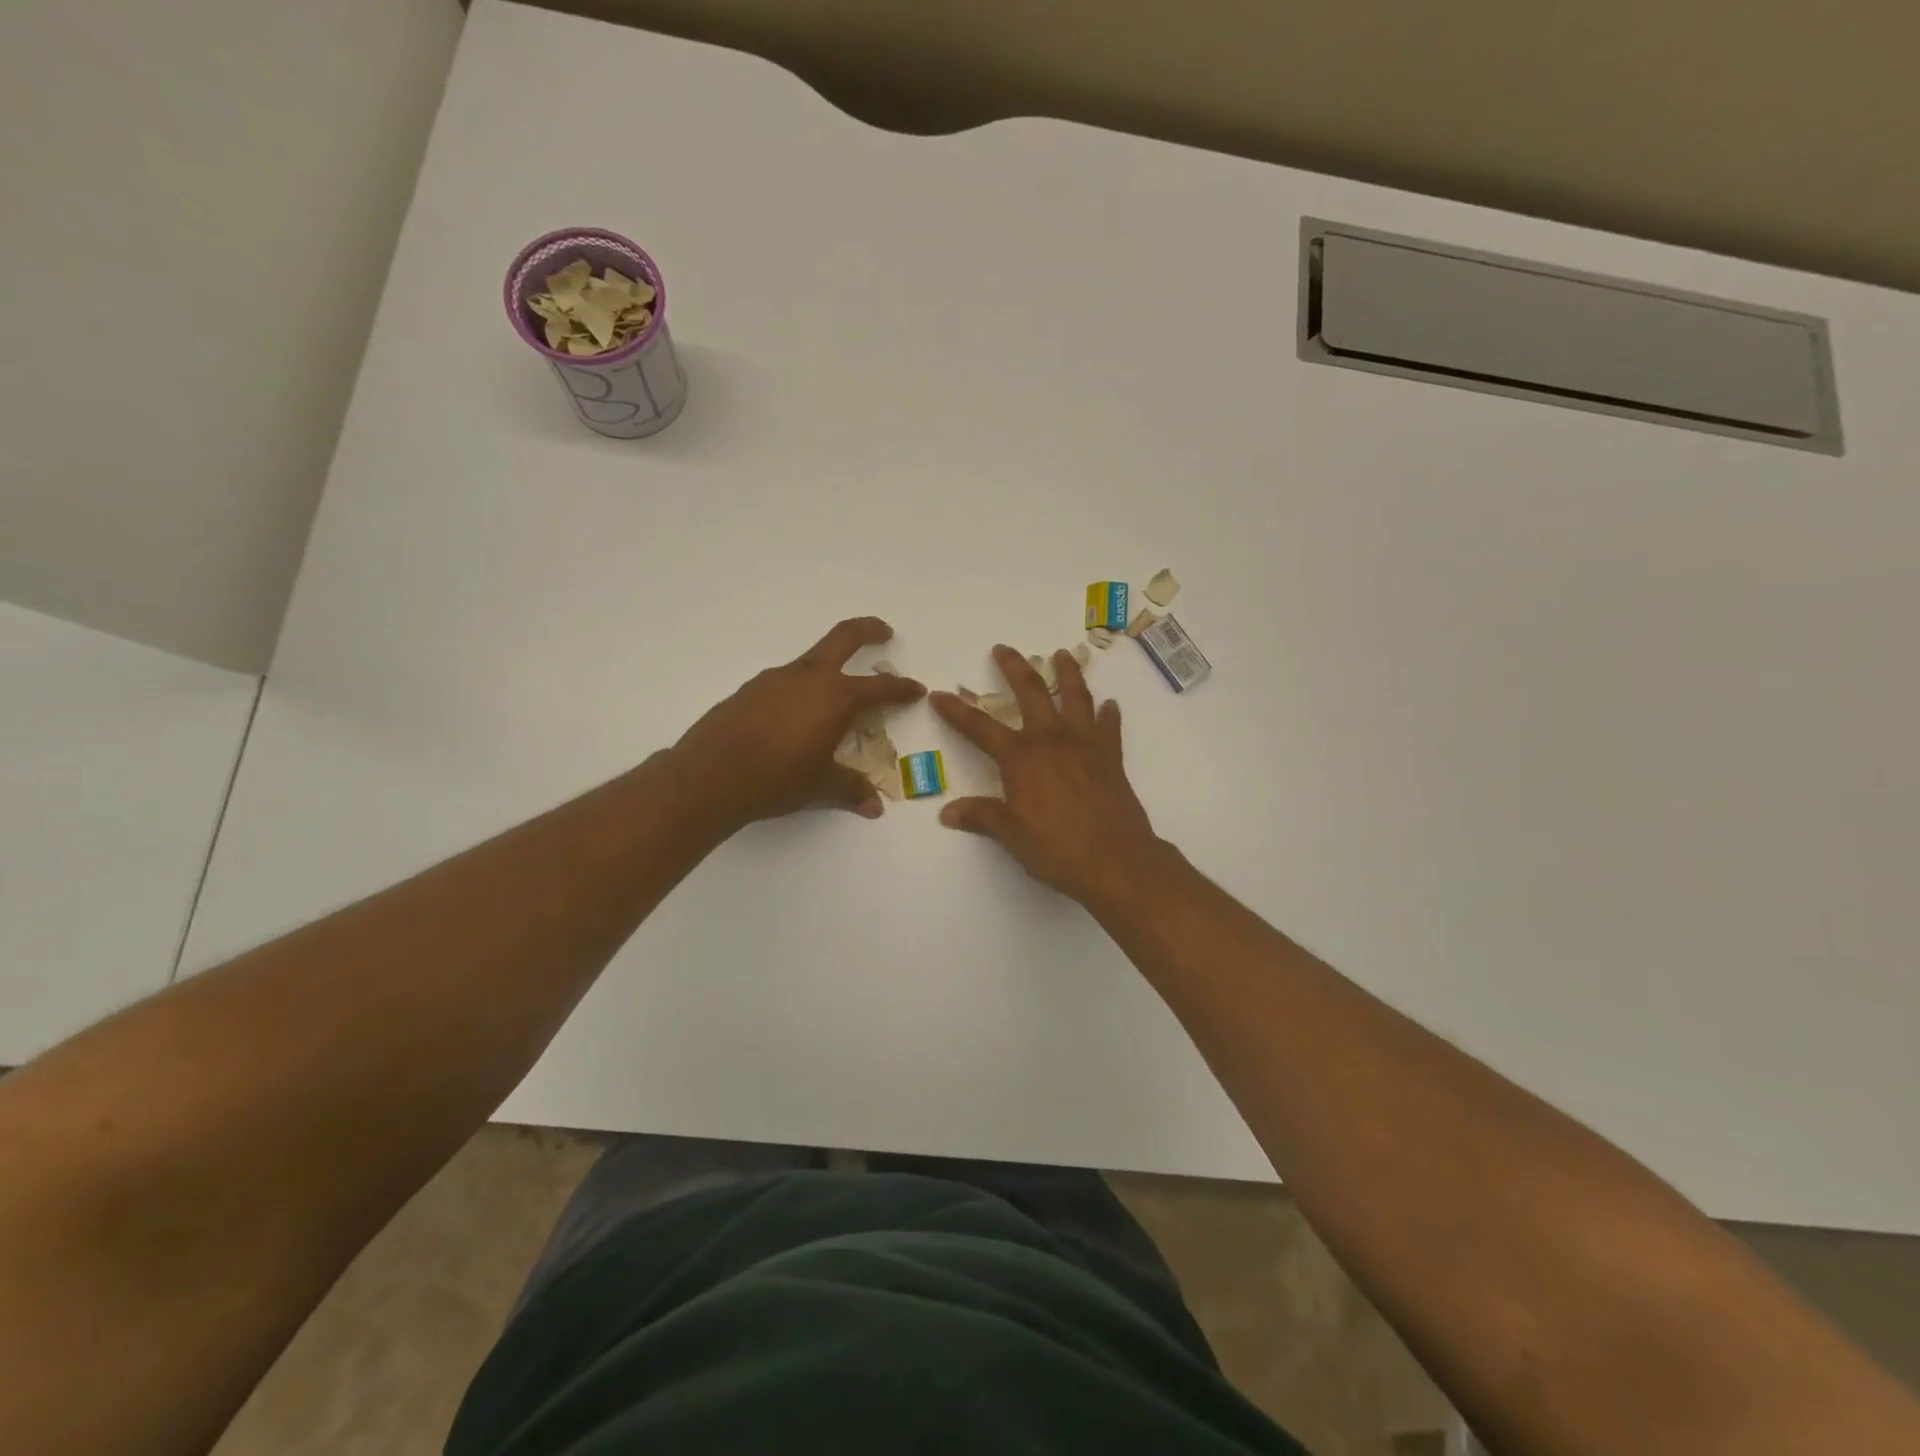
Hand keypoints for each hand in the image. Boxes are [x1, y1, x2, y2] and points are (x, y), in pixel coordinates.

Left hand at [672, 617, 924, 830]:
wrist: (709, 776)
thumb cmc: (776, 779)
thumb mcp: (820, 785)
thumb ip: (850, 789)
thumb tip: (874, 806)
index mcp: (834, 697)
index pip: (879, 687)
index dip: (901, 688)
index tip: (916, 688)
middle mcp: (808, 677)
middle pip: (844, 637)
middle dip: (869, 631)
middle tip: (884, 633)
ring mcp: (775, 679)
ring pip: (811, 661)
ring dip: (830, 667)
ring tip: (836, 696)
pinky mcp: (750, 690)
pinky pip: (785, 681)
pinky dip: (801, 688)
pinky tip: (796, 716)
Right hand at [930, 645, 1160, 905]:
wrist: (1115, 860)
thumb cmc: (1057, 848)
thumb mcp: (1011, 835)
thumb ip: (982, 817)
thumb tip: (948, 812)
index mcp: (1021, 757)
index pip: (979, 728)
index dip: (956, 711)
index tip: (939, 694)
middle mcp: (1051, 740)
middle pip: (1030, 692)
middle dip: (1014, 668)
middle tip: (1004, 649)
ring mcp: (1085, 744)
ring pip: (1075, 696)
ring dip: (1067, 672)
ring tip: (1062, 654)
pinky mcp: (1111, 756)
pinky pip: (1109, 726)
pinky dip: (1108, 714)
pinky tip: (1109, 705)